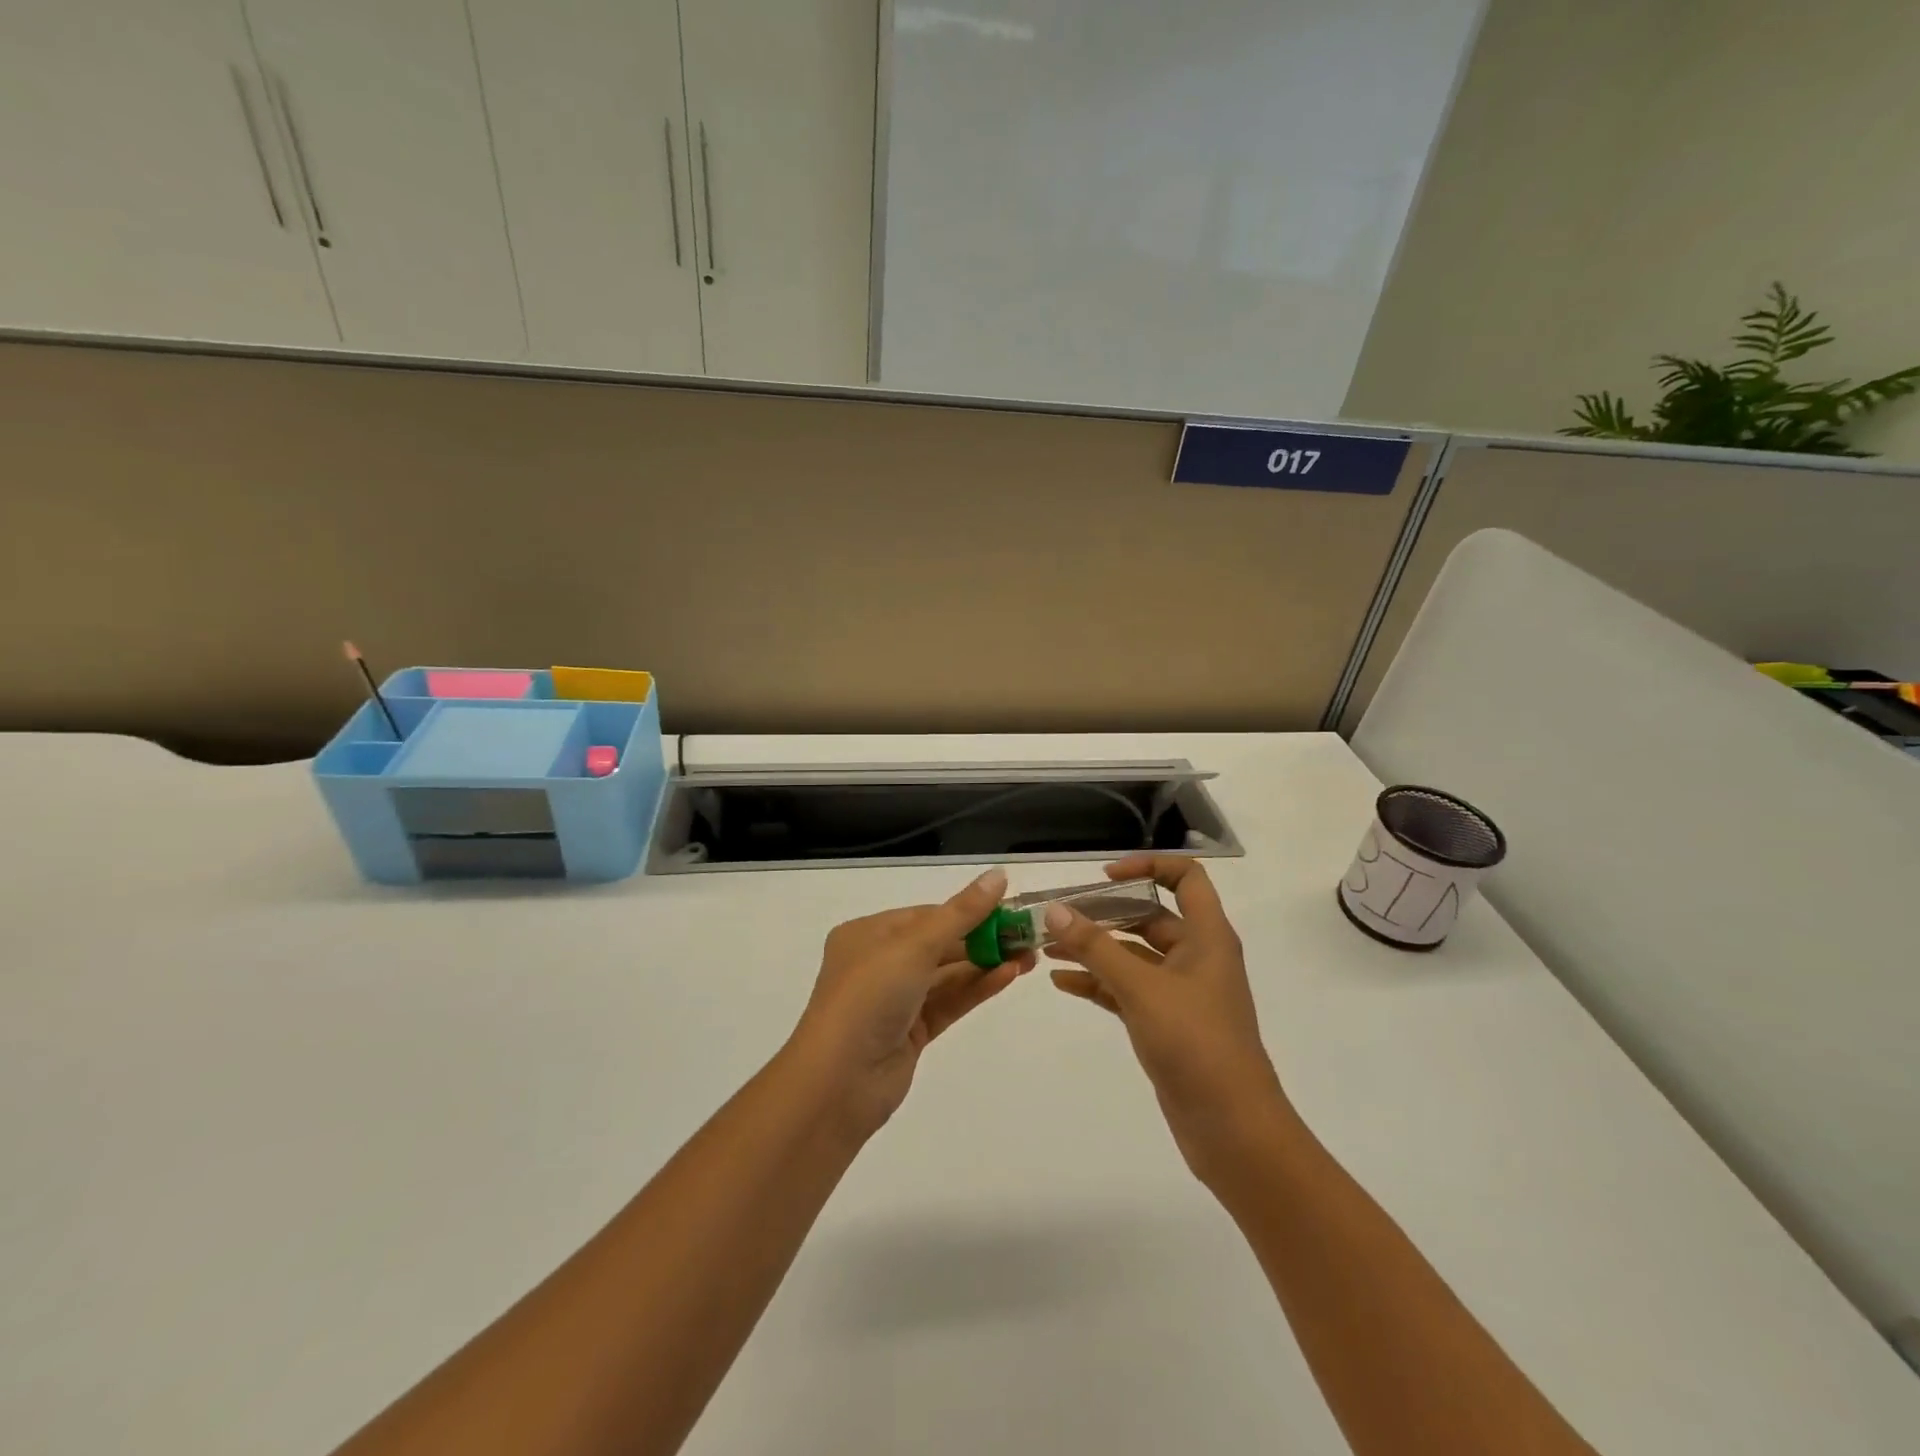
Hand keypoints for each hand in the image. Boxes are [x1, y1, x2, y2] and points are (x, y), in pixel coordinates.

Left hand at [788, 867, 1034, 1138]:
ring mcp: (896, 1000)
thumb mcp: (915, 946)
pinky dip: (977, 988)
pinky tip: (1009, 976)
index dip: (968, 910)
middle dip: (983, 938)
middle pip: (940, 944)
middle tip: (1028, 935)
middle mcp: (880, 963)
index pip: (926, 915)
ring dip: (986, 963)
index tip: (1009, 908)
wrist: (838, 1083)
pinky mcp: (911, 1032)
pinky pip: (949, 1001)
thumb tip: (999, 875)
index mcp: (868, 934)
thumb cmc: (869, 997)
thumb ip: (961, 913)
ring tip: (1030, 956)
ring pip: (947, 974)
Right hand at [1046, 855, 1287, 1184]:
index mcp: (1207, 936)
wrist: (1233, 1130)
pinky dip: (1098, 982)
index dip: (1147, 866)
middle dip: (1104, 914)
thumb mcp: (1141, 988)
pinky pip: (1127, 989)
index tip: (1104, 877)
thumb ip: (1096, 947)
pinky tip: (1062, 983)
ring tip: (1047, 948)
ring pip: (1133, 956)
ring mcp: (1182, 992)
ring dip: (1095, 949)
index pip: (1185, 878)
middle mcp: (1197, 956)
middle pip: (1149, 916)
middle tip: (1058, 916)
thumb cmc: (1196, 1044)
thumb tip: (1055, 910)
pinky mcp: (1167, 1023)